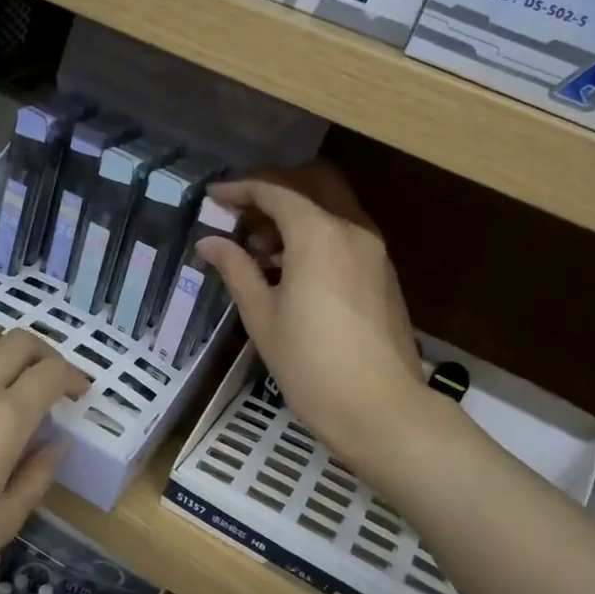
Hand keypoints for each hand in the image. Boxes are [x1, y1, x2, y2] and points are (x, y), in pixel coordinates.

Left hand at [0, 327, 86, 593]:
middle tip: (49, 378)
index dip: (74, 376)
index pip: (51, 374)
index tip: (79, 393)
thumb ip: (35, 478)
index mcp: (4, 421)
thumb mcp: (0, 524)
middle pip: (18, 343)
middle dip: (44, 353)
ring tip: (6, 367)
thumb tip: (57, 444)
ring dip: (2, 343)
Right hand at [197, 163, 427, 466]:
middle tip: (241, 216)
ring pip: (331, 210)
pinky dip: (317, 236)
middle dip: (274, 192)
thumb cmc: (310, 363)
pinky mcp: (384, 274)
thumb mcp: (262, 316)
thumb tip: (210, 242)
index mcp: (318, 234)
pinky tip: (293, 271)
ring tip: (260, 251)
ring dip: (296, 216)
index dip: (239, 190)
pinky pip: (345, 235)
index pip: (275, 191)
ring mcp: (374, 251)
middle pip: (312, 185)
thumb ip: (236, 270)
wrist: (380, 408)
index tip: (212, 199)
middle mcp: (352, 229)